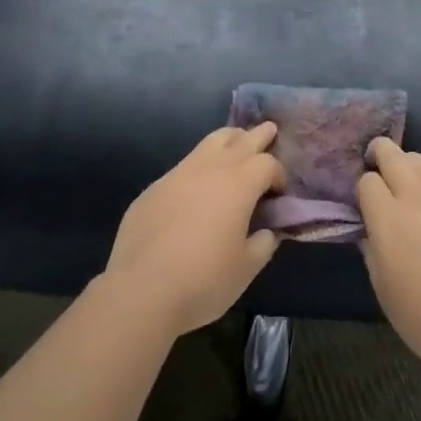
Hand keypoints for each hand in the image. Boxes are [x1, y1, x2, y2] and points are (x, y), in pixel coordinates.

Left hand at [102, 123, 284, 335]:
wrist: (142, 291)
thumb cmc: (204, 280)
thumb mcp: (246, 268)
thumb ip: (263, 244)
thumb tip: (266, 231)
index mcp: (239, 184)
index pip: (267, 164)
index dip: (278, 174)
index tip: (279, 193)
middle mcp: (210, 169)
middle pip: (241, 139)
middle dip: (258, 135)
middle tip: (269, 130)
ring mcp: (178, 174)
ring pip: (209, 142)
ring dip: (228, 140)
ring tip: (236, 143)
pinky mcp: (154, 188)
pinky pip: (184, 166)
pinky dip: (200, 166)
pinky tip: (197, 186)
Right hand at [357, 138, 420, 373]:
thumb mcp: (381, 285)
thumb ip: (370, 246)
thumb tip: (368, 226)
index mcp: (390, 218)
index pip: (366, 181)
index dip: (362, 191)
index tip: (364, 205)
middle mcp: (418, 195)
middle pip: (392, 153)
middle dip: (378, 156)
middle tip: (376, 172)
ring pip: (420, 158)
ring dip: (406, 165)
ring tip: (406, 187)